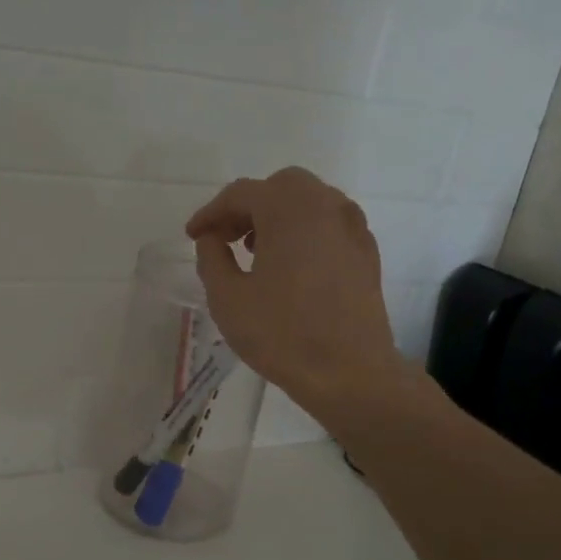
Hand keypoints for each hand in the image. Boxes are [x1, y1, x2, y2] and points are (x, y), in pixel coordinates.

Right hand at [187, 167, 411, 419]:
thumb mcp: (227, 299)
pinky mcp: (367, 252)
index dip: (211, 212)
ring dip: (279, 216)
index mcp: (288, 209)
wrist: (349, 372)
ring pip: (310, 202)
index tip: (193, 235)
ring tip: (257, 251)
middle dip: (248, 206)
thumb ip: (211, 258)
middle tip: (227, 238)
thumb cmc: (282, 335)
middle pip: (280, 187)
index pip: (241, 193)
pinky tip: (293, 265)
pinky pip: (330, 224)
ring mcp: (352, 227)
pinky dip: (306, 231)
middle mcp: (325, 206)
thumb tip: (211, 238)